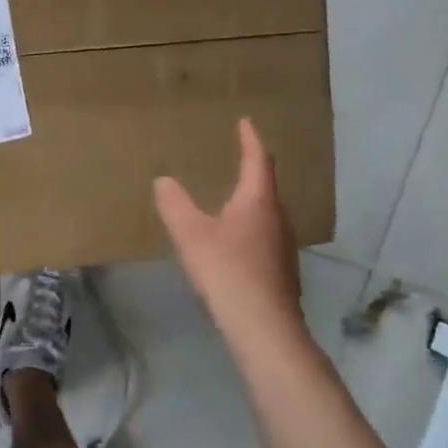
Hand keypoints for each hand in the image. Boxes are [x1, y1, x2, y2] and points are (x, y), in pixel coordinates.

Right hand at [154, 118, 303, 338]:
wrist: (262, 325)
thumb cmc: (226, 270)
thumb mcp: (191, 234)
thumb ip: (175, 205)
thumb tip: (164, 180)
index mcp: (258, 202)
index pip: (258, 161)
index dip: (250, 141)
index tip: (245, 122)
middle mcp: (277, 218)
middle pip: (266, 187)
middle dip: (252, 171)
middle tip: (236, 158)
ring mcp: (283, 246)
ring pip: (267, 214)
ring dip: (251, 201)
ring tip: (232, 197)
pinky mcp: (280, 270)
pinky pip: (264, 236)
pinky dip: (250, 227)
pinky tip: (235, 240)